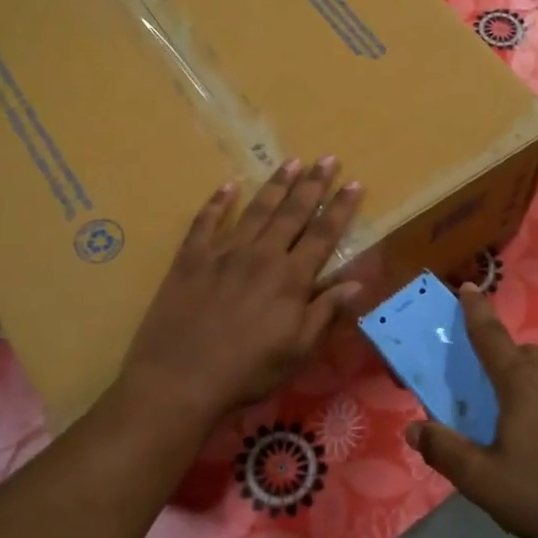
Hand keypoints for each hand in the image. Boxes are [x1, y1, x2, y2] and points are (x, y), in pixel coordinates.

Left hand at [120, 156, 363, 427]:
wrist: (179, 379)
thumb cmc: (247, 371)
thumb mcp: (298, 350)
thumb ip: (326, 312)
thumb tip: (357, 282)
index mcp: (291, 278)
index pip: (323, 235)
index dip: (341, 208)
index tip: (355, 184)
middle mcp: (261, 256)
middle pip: (293, 213)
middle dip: (313, 184)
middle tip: (328, 158)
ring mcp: (223, 253)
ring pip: (256, 210)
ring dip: (276, 185)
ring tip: (291, 161)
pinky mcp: (191, 259)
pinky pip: (206, 222)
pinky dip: (218, 202)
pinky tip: (228, 186)